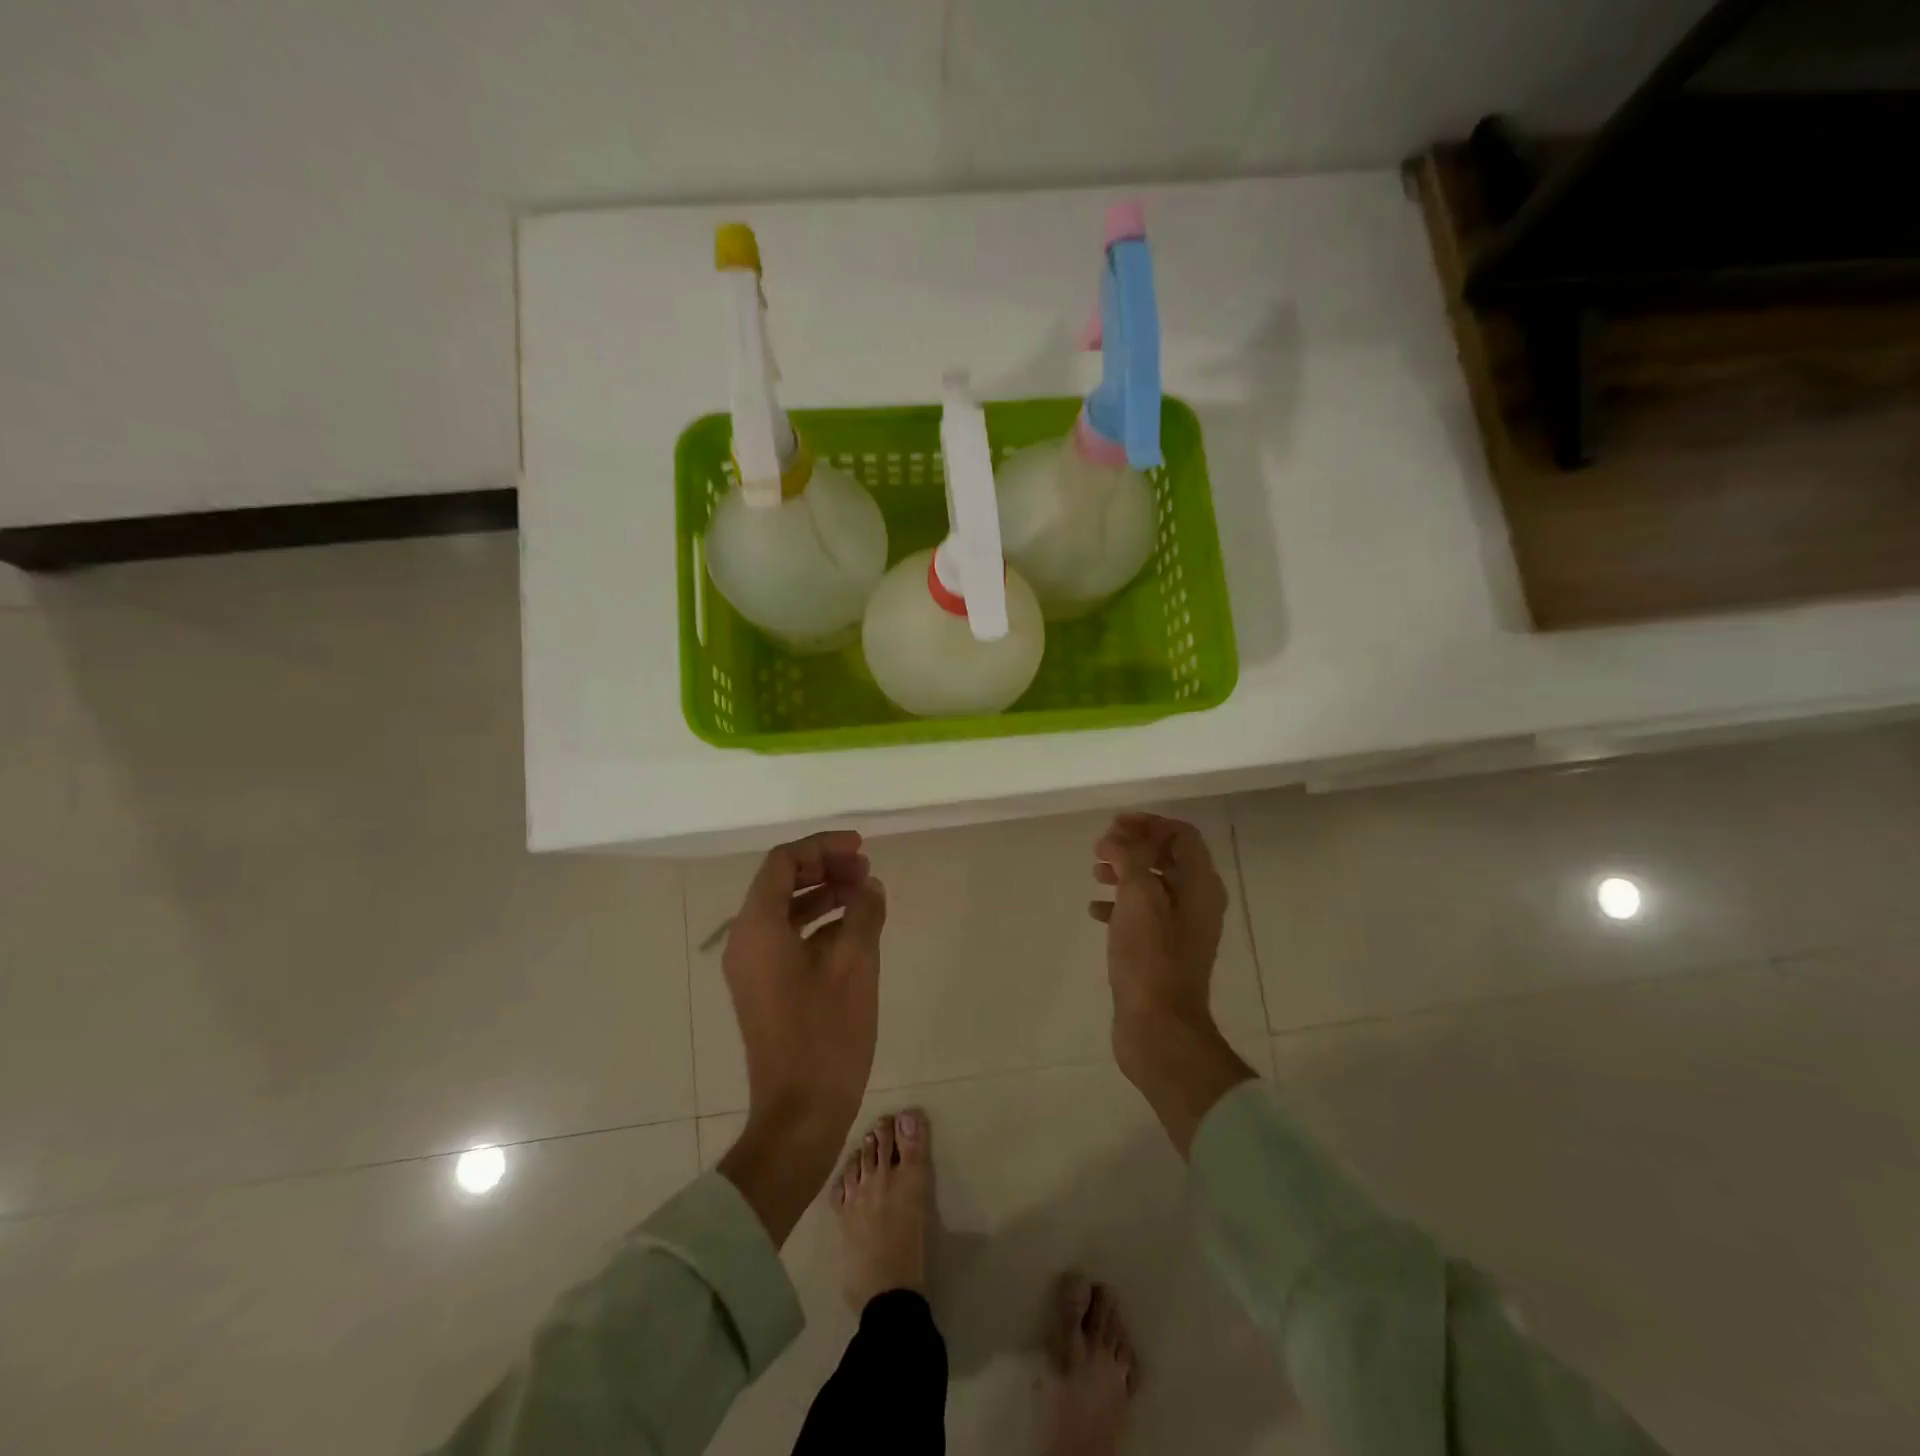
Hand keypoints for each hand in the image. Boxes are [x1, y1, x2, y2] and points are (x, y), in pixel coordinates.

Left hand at [718, 830, 886, 1243]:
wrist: (799, 1114)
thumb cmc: (826, 1035)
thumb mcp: (855, 965)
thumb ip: (863, 913)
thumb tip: (869, 886)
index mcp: (758, 928)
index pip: (783, 863)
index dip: (822, 847)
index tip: (860, 847)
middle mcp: (746, 941)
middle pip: (781, 882)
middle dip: (824, 867)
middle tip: (865, 868)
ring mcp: (752, 967)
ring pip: (785, 910)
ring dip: (823, 893)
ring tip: (865, 890)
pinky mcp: (764, 988)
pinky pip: (788, 937)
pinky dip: (818, 923)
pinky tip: (853, 927)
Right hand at [1091, 813, 1253, 1155]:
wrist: (1158, 1027)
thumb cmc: (1150, 957)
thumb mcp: (1138, 897)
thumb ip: (1129, 858)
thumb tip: (1116, 839)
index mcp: (1200, 885)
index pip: (1182, 835)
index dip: (1149, 823)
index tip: (1114, 826)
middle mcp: (1197, 902)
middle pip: (1168, 856)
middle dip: (1133, 846)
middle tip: (1099, 848)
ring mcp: (1181, 928)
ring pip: (1153, 884)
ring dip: (1124, 872)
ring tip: (1094, 873)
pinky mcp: (1163, 950)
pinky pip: (1142, 913)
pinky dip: (1120, 903)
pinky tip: (1095, 910)